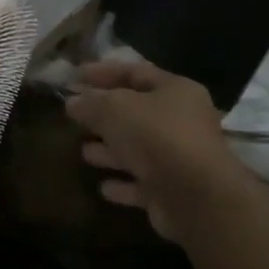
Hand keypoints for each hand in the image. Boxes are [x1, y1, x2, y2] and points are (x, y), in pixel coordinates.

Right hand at [64, 59, 250, 236]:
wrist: (196, 196)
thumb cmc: (156, 136)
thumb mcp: (115, 108)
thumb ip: (91, 102)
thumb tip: (72, 102)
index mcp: (176, 91)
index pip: (135, 72)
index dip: (103, 72)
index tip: (74, 76)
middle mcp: (183, 122)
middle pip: (137, 113)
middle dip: (104, 115)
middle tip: (74, 116)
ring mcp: (180, 159)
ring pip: (139, 150)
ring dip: (111, 151)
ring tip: (84, 151)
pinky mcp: (174, 192)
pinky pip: (143, 183)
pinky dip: (124, 184)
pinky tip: (103, 187)